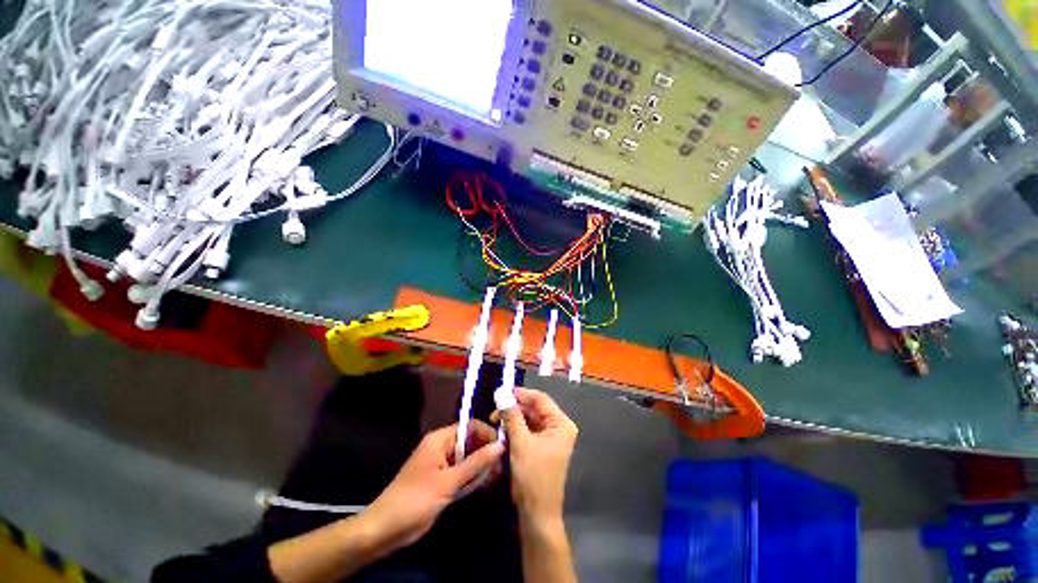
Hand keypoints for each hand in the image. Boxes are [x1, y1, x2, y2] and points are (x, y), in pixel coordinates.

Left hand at [366, 422, 503, 549]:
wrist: (386, 530)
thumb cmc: (415, 499)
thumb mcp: (448, 481)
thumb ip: (475, 463)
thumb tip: (500, 445)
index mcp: (441, 439)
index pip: (470, 427)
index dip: (487, 434)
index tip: (503, 447)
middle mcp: (443, 448)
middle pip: (471, 442)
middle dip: (486, 453)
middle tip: (502, 467)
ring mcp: (443, 465)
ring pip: (469, 459)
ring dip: (481, 467)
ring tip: (497, 477)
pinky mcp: (443, 481)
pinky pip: (463, 474)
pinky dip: (473, 479)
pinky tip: (486, 485)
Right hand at [500, 388, 577, 524]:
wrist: (537, 515)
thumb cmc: (533, 477)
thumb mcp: (520, 443)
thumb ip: (512, 416)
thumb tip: (501, 393)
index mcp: (561, 423)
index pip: (540, 399)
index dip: (521, 394)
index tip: (501, 392)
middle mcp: (558, 427)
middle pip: (534, 408)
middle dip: (514, 408)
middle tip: (494, 409)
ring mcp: (550, 437)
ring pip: (529, 419)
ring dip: (512, 418)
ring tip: (495, 420)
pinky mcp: (541, 446)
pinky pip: (527, 430)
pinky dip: (515, 428)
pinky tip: (502, 430)